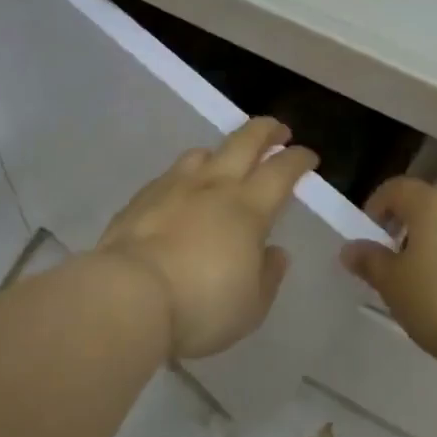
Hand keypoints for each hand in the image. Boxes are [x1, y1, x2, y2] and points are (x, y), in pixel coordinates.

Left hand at [98, 118, 317, 359]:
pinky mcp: (142, 197)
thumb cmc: (200, 306)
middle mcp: (213, 186)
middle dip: (266, 130)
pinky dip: (187, 175)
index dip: (298, 159)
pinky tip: (182, 192)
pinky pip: (172, 174)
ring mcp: (174, 186)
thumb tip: (275, 252)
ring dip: (222, 151)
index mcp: (248, 209)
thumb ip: (268, 276)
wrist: (128, 295)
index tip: (308, 155)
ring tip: (226, 160)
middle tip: (278, 130)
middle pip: (244, 142)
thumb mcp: (250, 306)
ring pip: (203, 152)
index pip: (281, 171)